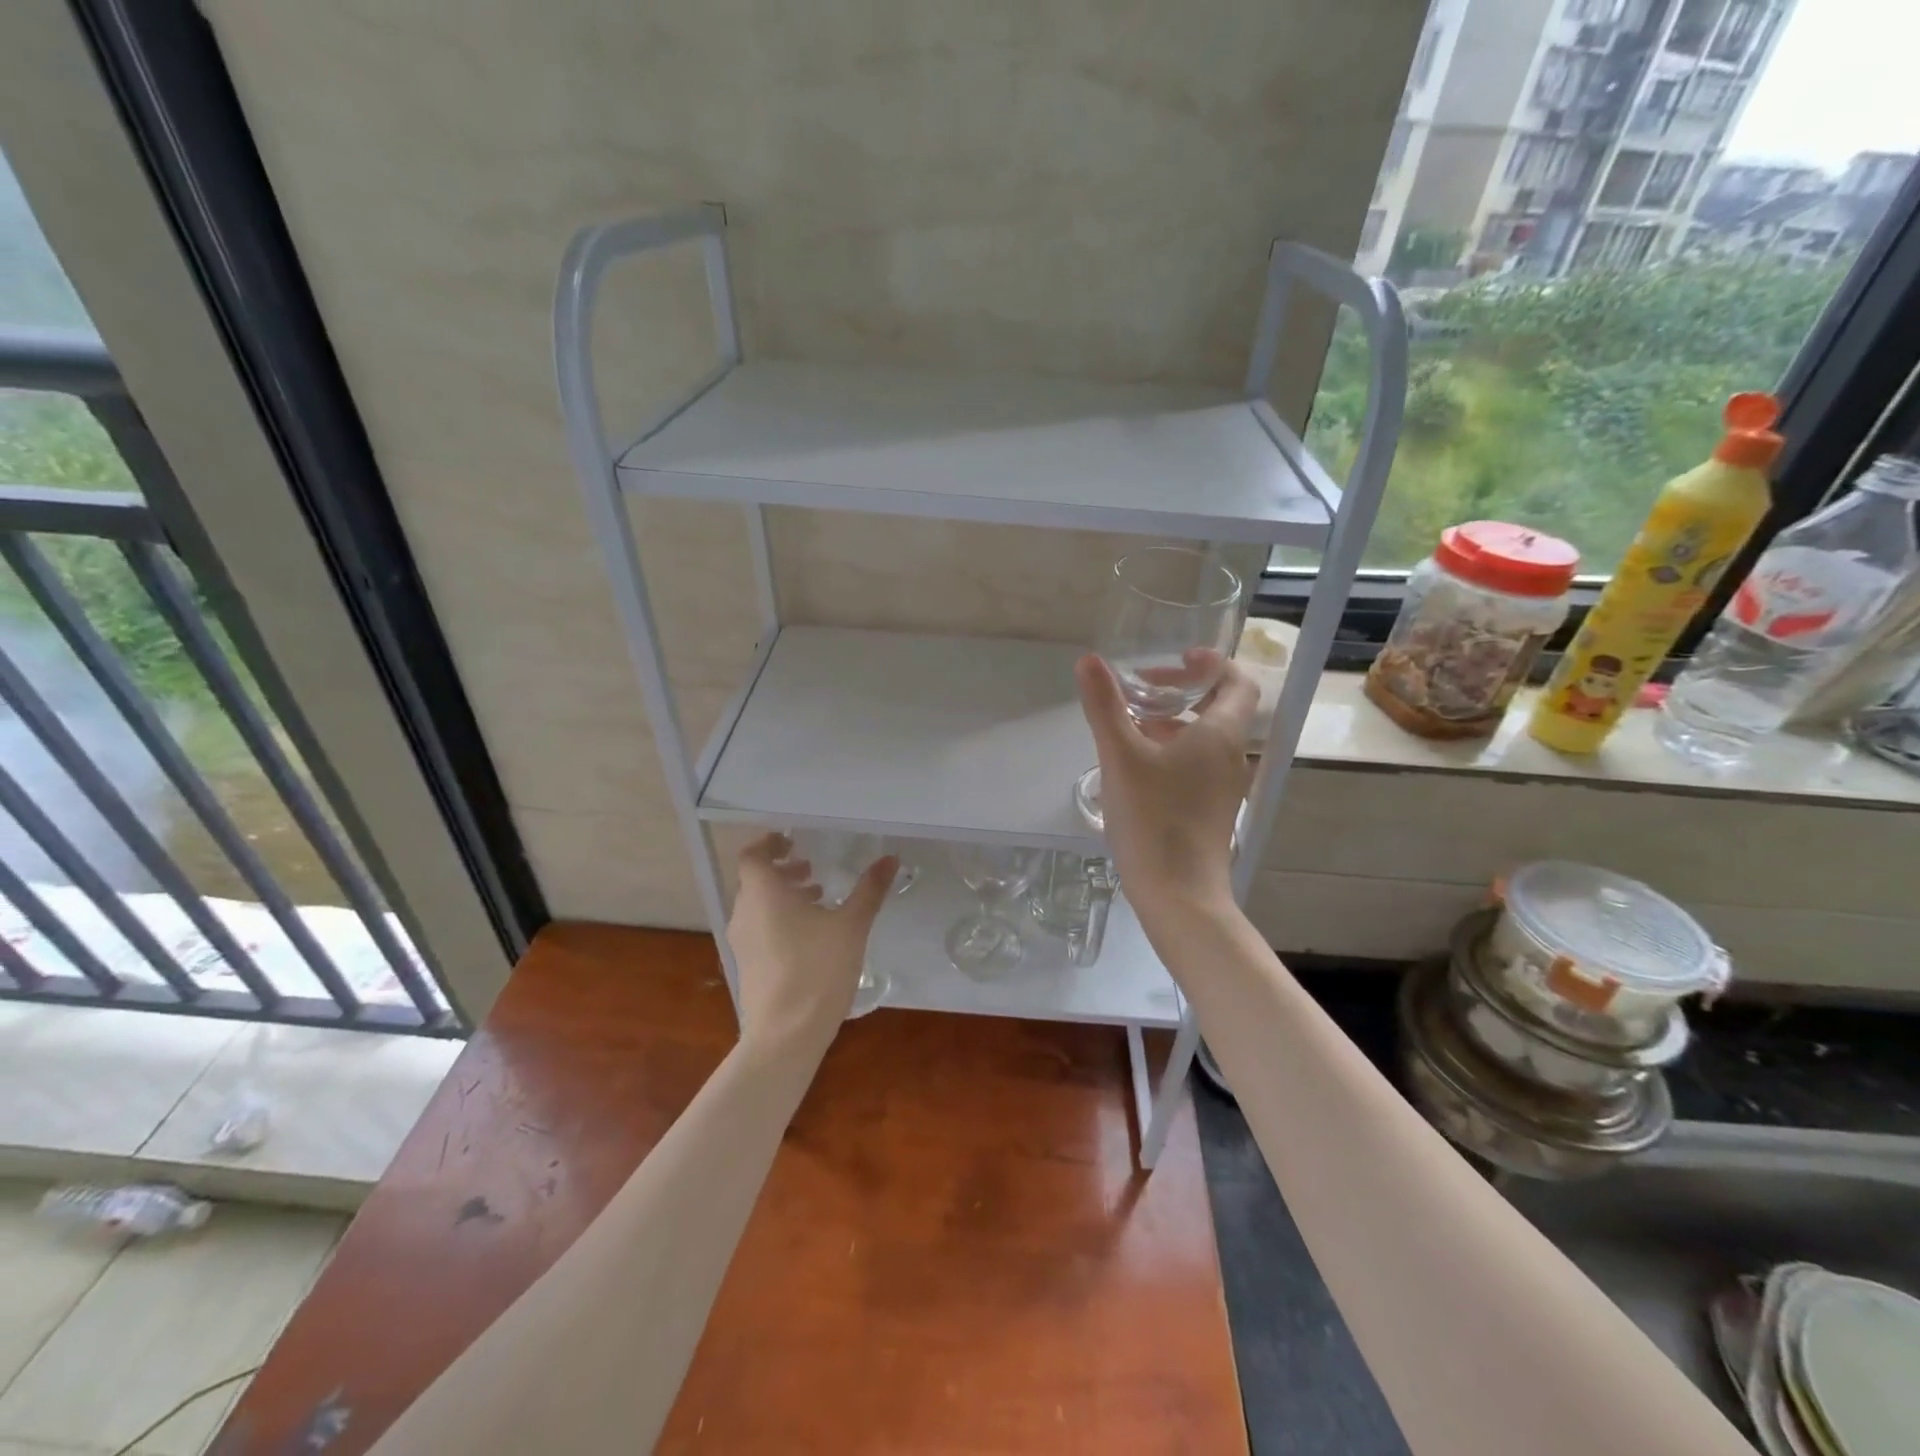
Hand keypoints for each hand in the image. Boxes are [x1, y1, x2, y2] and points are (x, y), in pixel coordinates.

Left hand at [726, 833, 896, 1056]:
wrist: (786, 1034)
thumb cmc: (818, 970)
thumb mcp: (851, 925)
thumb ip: (869, 890)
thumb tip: (890, 858)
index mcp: (763, 894)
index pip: (752, 855)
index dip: (769, 843)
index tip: (792, 841)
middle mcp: (745, 913)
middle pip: (755, 880)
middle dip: (782, 870)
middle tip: (812, 870)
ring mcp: (743, 942)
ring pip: (758, 905)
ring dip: (783, 895)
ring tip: (817, 898)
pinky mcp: (748, 965)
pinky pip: (760, 928)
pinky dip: (779, 918)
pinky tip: (811, 934)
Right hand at [1076, 654, 1255, 923]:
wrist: (1179, 894)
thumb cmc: (1154, 818)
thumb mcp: (1121, 756)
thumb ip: (1105, 706)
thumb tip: (1088, 660)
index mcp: (1220, 734)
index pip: (1237, 681)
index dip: (1211, 663)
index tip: (1177, 658)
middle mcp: (1231, 756)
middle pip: (1220, 708)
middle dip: (1183, 691)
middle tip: (1142, 688)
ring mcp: (1224, 786)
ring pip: (1206, 738)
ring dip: (1174, 722)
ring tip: (1132, 725)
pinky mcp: (1212, 810)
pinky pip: (1198, 765)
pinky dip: (1174, 751)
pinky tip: (1137, 766)